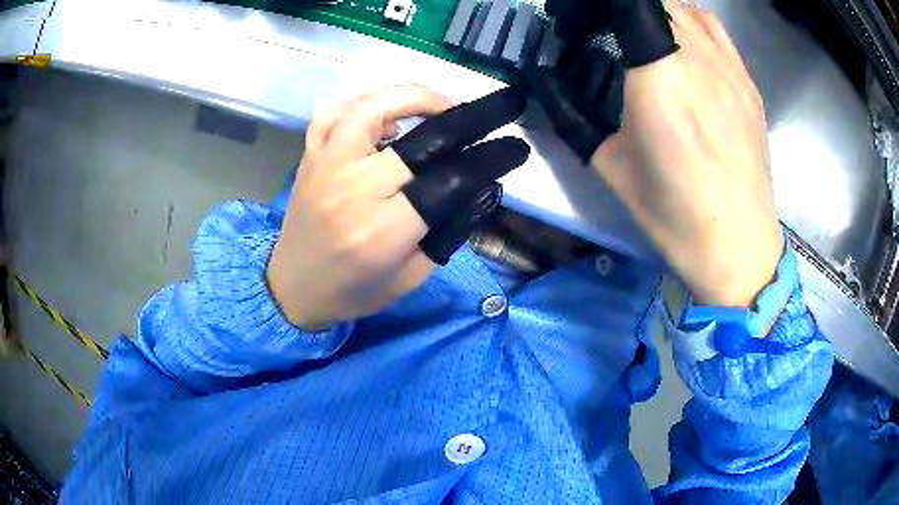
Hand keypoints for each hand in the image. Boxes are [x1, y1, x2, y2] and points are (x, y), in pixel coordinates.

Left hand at [267, 86, 528, 328]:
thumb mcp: (412, 277)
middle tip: (500, 105)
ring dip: (416, 97)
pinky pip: (334, 113)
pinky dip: (366, 102)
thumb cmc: (354, 292)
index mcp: (383, 231)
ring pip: (371, 108)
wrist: (291, 289)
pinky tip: (387, 109)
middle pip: (420, 139)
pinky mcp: (310, 158)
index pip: (449, 180)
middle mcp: (353, 190)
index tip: (515, 146)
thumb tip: (482, 186)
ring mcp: (326, 167)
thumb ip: (448, 232)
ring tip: (445, 104)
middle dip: (470, 116)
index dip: (488, 158)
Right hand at [530, 3, 781, 306]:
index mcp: (658, 79)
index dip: (598, 5)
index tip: (580, 20)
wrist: (739, 246)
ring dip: (656, 11)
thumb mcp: (610, 167)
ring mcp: (728, 68)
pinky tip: (682, 44)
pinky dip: (689, 20)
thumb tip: (543, 82)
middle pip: (655, 2)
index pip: (627, 5)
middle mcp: (696, 60)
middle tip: (606, 31)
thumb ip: (573, 116)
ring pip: (684, 7)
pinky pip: (713, 27)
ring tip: (643, 35)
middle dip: (623, 9)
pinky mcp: (747, 81)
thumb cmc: (674, 215)